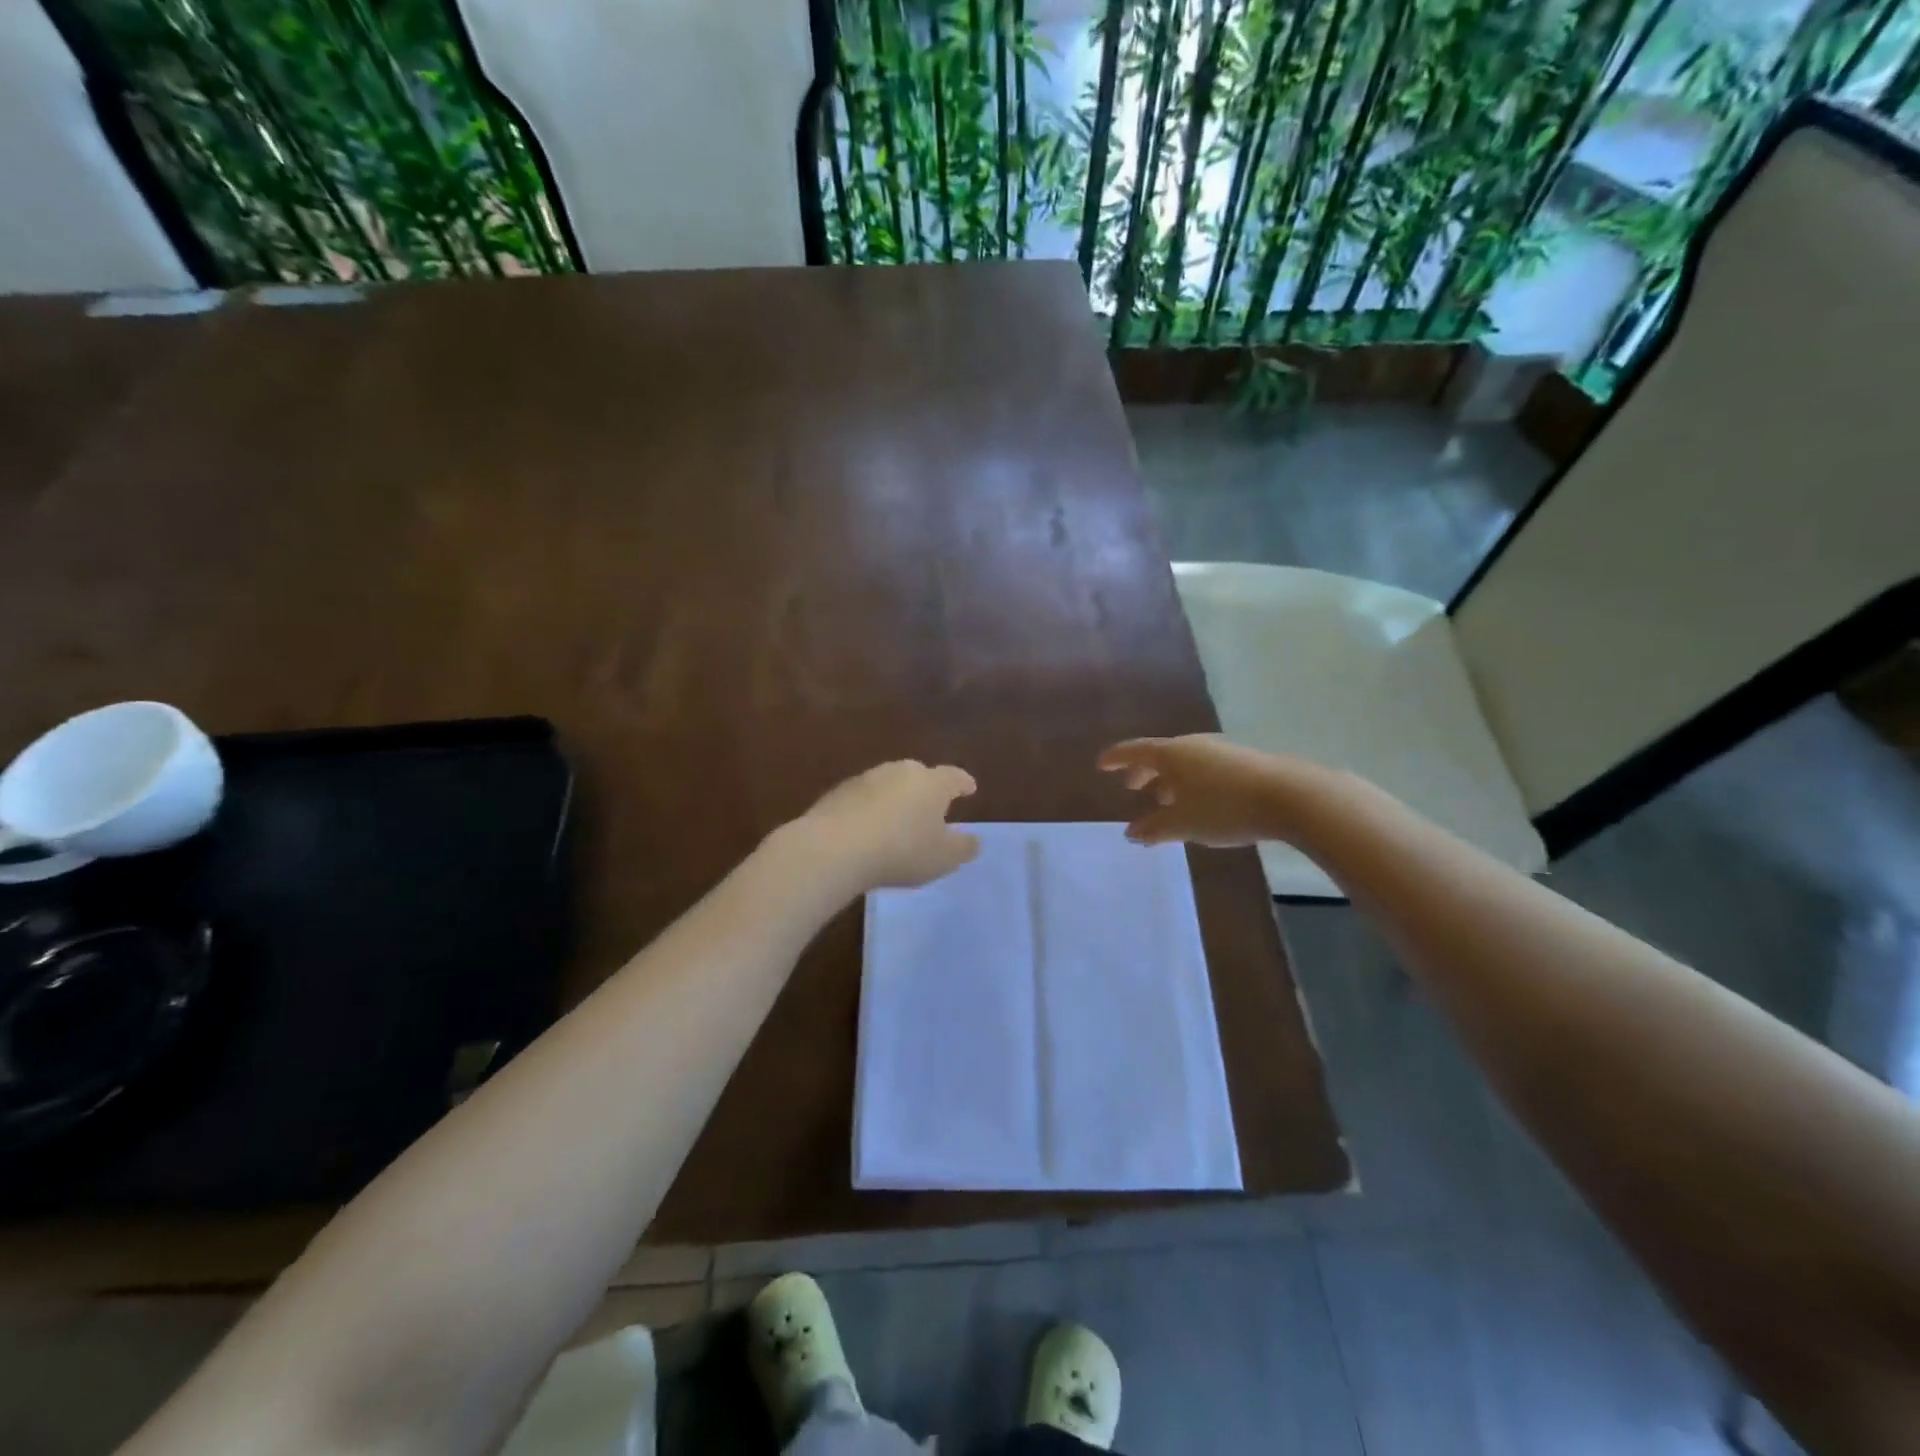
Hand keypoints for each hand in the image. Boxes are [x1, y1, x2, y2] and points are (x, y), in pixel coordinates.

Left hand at [797, 761, 980, 890]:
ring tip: (898, 820)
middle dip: (927, 788)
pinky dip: (870, 809)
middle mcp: (901, 771)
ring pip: (889, 784)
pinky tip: (867, 829)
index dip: (963, 783)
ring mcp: (867, 778)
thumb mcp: (942, 859)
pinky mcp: (838, 792)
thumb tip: (973, 840)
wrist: (834, 848)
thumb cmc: (901, 851)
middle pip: (919, 774)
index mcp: (932, 783)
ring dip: (896, 798)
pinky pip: (864, 798)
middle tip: (931, 806)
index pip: (954, 777)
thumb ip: (963, 848)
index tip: (970, 789)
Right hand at [1097, 735, 1292, 846]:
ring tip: (1165, 800)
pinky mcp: (1245, 763)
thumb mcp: (1183, 824)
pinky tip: (1200, 803)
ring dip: (1170, 780)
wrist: (1290, 797)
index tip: (1101, 765)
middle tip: (1132, 787)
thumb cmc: (1225, 808)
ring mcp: (1222, 751)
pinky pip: (1206, 770)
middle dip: (1144, 772)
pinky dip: (1192, 783)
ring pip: (1186, 764)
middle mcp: (1194, 746)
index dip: (1117, 758)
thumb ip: (1154, 828)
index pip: (1136, 751)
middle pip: (1161, 755)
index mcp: (1173, 754)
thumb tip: (1131, 832)